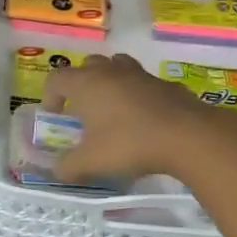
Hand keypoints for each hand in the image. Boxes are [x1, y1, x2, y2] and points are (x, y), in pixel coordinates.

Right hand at [43, 53, 236, 181]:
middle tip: (84, 111)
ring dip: (110, 82)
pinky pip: (144, 83)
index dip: (50, 96)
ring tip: (112, 108)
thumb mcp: (91, 162)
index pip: (57, 78)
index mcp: (87, 84)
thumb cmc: (129, 144)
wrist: (186, 135)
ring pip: (118, 66)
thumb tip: (56, 170)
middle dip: (81, 84)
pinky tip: (144, 118)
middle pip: (88, 65)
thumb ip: (68, 167)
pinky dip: (138, 94)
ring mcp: (141, 74)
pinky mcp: (165, 84)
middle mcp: (111, 71)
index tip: (55, 117)